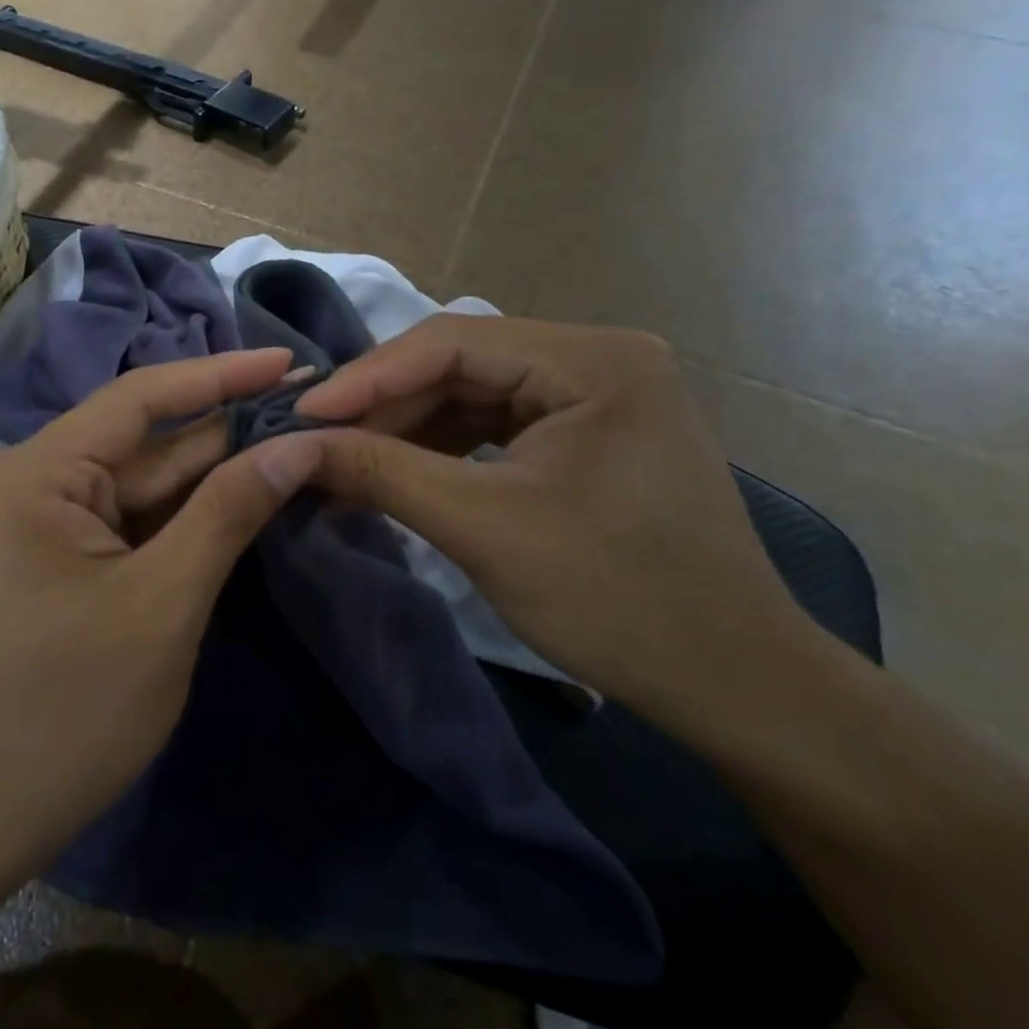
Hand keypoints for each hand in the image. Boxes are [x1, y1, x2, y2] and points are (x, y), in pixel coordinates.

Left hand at [0, 349, 321, 880]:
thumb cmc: (67, 711)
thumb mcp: (163, 604)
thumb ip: (228, 512)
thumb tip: (298, 443)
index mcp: (38, 473)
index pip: (140, 399)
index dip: (220, 375)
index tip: (288, 362)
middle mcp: (33, 480)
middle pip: (146, 443)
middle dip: (227, 431)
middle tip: (310, 412)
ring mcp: (43, 522)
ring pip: (142, 484)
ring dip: (212, 474)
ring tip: (292, 445)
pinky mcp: (58, 558)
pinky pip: (130, 521)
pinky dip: (184, 516)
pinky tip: (242, 499)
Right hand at [293, 317, 824, 738]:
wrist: (735, 685)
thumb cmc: (617, 599)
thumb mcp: (483, 528)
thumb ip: (381, 473)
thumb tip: (292, 447)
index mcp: (594, 361)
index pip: (452, 342)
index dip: (368, 377)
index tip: (302, 414)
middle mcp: (598, 358)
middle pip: (461, 364)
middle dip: (385, 405)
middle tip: (317, 440)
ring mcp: (596, 394)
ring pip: (472, 393)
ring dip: (406, 427)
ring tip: (345, 461)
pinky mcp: (588, 432)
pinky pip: (495, 423)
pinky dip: (441, 448)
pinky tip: (397, 473)